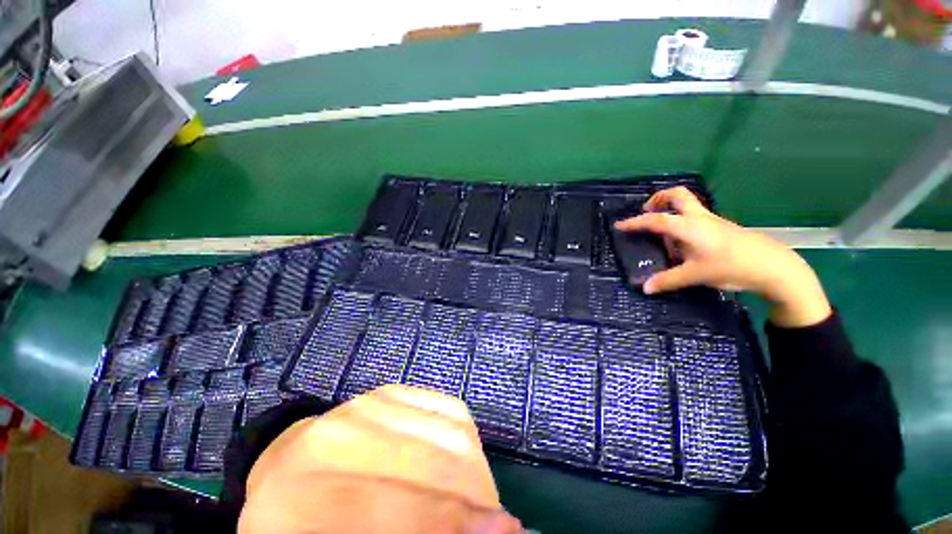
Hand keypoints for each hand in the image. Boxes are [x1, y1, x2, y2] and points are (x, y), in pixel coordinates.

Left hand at [239, 385, 521, 533]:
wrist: (291, 475)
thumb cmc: (307, 526)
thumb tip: (485, 531)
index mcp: (301, 496)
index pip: (392, 506)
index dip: (449, 520)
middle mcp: (336, 437)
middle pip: (430, 462)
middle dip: (475, 495)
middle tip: (499, 523)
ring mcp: (368, 404)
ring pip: (448, 431)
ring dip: (477, 471)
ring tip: (481, 499)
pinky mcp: (393, 390)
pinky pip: (449, 407)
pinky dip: (468, 439)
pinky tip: (464, 464)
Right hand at [614, 187, 830, 327]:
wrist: (775, 267)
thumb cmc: (731, 266)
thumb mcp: (695, 275)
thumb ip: (667, 280)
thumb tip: (645, 288)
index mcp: (689, 226)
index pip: (655, 220)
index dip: (634, 222)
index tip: (619, 225)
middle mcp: (699, 218)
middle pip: (678, 195)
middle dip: (659, 198)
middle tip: (646, 211)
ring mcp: (712, 221)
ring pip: (687, 206)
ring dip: (671, 212)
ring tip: (661, 235)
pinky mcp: (721, 228)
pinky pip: (695, 219)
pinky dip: (682, 224)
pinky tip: (682, 245)